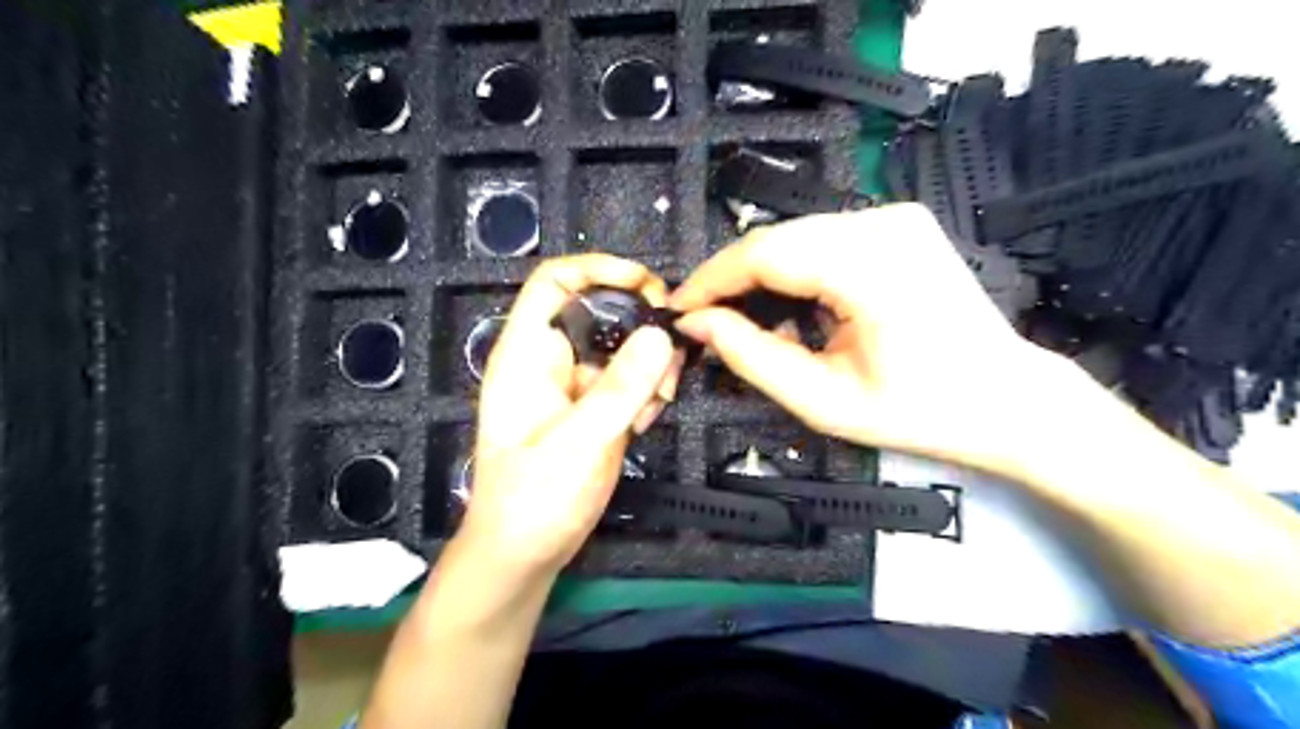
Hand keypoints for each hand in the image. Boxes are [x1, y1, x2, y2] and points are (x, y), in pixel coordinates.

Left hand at [457, 252, 679, 579]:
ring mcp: (576, 386)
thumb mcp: (579, 442)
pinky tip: (647, 420)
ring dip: (651, 366)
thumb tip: (660, 335)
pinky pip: (630, 381)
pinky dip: (648, 392)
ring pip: (623, 348)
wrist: (525, 554)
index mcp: (528, 354)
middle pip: (602, 313)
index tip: (647, 284)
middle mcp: (552, 361)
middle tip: (671, 359)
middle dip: (642, 328)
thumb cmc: (533, 500)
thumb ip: (620, 389)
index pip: (556, 282)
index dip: (599, 269)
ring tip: (660, 400)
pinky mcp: (595, 410)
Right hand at [671, 201, 1064, 474]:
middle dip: (730, 279)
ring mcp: (895, 217)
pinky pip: (822, 239)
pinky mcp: (899, 224)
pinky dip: (791, 269)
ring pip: (795, 236)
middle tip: (700, 319)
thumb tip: (697, 325)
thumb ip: (751, 358)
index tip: (677, 309)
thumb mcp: (824, 401)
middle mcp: (883, 222)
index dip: (710, 279)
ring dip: (758, 275)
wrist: (1009, 400)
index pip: (764, 253)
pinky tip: (782, 304)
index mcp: (870, 265)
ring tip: (734, 316)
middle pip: (776, 239)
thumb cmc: (923, 412)